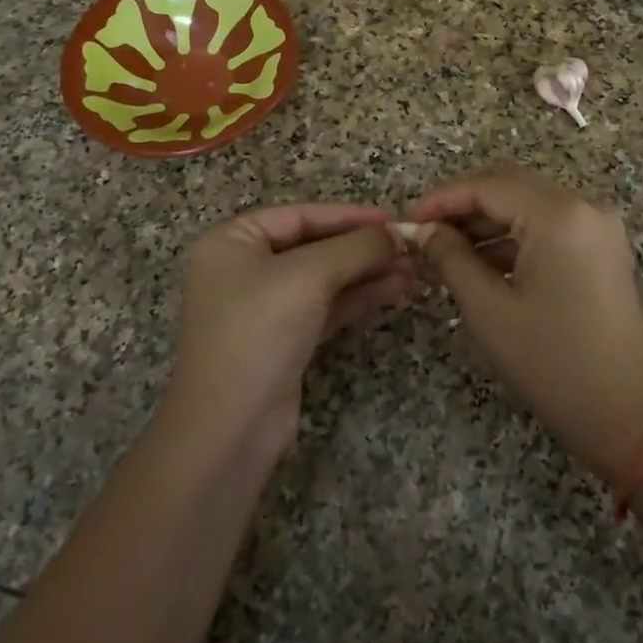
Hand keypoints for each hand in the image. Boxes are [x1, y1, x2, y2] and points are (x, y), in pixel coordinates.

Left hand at [168, 204, 412, 456]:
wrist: (230, 427)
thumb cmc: (259, 331)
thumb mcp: (309, 276)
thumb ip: (356, 247)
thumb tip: (398, 233)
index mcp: (231, 242)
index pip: (299, 216)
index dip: (348, 216)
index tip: (392, 219)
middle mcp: (243, 270)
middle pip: (313, 246)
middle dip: (362, 248)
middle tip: (409, 247)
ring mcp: (263, 308)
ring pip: (323, 279)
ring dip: (366, 273)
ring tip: (412, 269)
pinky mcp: (283, 340)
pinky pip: (325, 307)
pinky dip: (357, 298)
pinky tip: (393, 291)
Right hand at [410, 170, 642, 482]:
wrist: (625, 414)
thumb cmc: (551, 362)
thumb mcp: (488, 308)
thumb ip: (450, 257)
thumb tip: (422, 230)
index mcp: (559, 215)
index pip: (488, 186)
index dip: (442, 199)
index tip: (408, 220)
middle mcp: (584, 206)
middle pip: (510, 186)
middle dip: (462, 206)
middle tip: (423, 233)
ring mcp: (598, 225)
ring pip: (528, 204)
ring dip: (486, 221)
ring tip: (444, 251)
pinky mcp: (602, 246)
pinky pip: (548, 224)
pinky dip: (513, 236)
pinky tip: (480, 261)